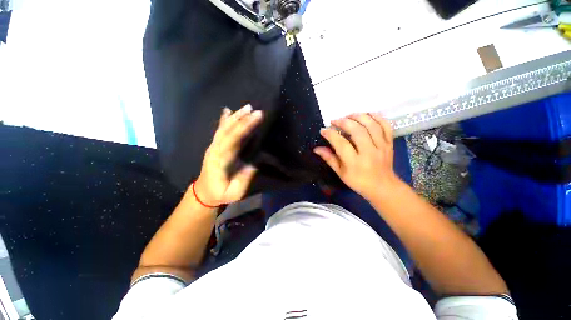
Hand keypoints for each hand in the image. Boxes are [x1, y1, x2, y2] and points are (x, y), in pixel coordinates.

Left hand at [193, 104, 262, 206]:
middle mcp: (215, 149)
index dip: (245, 127)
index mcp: (220, 160)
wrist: (205, 192)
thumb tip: (253, 164)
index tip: (257, 117)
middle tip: (255, 110)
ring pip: (224, 128)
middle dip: (242, 118)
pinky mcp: (215, 146)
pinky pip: (219, 130)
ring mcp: (214, 146)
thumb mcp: (234, 193)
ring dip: (235, 116)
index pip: (234, 139)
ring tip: (247, 107)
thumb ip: (243, 180)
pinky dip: (223, 119)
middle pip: (229, 130)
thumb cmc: (221, 193)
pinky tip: (228, 110)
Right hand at [314, 113, 400, 200]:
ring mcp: (381, 146)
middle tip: (335, 121)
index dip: (331, 134)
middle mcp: (369, 152)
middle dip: (344, 122)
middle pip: (357, 131)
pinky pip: (386, 126)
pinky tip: (367, 115)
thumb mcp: (341, 173)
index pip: (341, 143)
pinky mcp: (389, 143)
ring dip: (359, 116)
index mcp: (354, 162)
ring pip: (371, 125)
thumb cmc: (358, 181)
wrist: (382, 187)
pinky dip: (377, 117)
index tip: (323, 130)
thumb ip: (329, 159)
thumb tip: (317, 148)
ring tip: (349, 115)